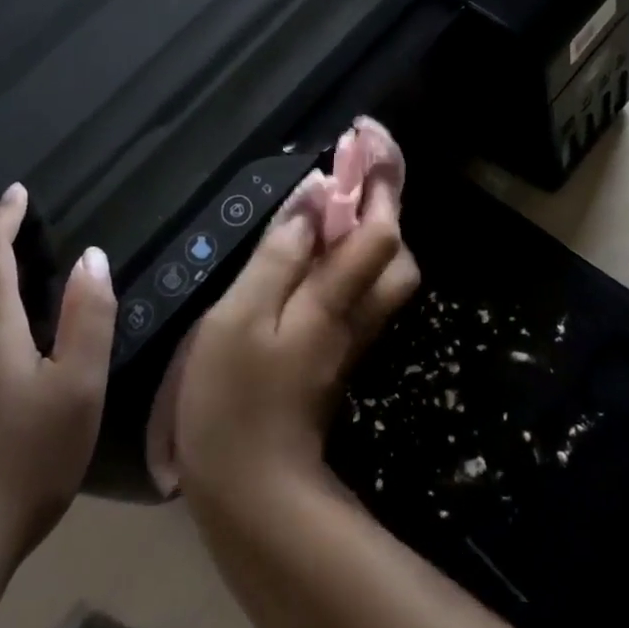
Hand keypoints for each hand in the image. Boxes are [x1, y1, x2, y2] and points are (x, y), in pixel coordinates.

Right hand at [176, 163, 417, 508]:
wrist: (253, 492)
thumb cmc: (233, 398)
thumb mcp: (240, 316)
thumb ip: (280, 254)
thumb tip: (315, 196)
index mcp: (335, 298)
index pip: (379, 227)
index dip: (378, 178)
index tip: (364, 135)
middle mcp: (356, 313)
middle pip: (396, 250)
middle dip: (385, 201)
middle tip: (352, 167)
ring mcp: (350, 337)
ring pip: (383, 272)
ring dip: (370, 228)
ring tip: (334, 201)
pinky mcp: (336, 354)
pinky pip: (358, 291)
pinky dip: (351, 257)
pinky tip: (319, 251)